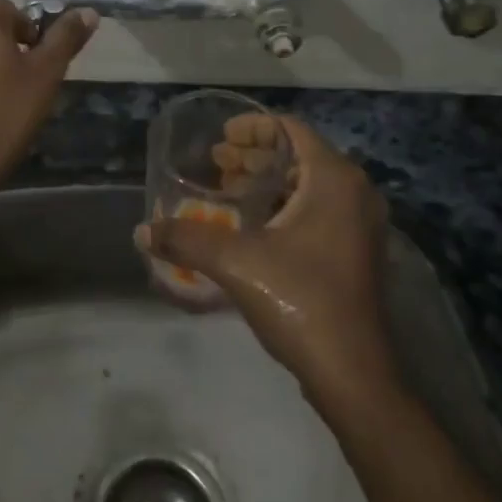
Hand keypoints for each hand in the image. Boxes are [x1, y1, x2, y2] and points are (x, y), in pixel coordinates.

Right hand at [137, 115, 394, 398]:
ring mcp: (359, 225)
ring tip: (225, 190)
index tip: (220, 136)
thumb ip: (187, 239)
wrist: (353, 374)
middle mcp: (354, 193)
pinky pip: (316, 210)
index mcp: (334, 180)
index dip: (253, 127)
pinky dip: (281, 206)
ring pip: (307, 185)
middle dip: (254, 156)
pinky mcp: (355, 253)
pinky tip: (249, 226)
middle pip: (299, 155)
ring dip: (266, 182)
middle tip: (215, 163)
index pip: (291, 129)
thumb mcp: (236, 263)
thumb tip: (142, 231)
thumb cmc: (300, 301)